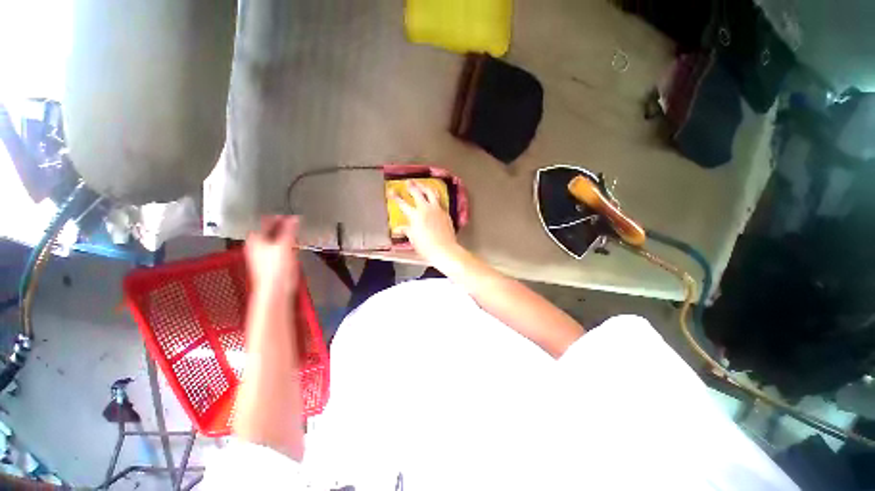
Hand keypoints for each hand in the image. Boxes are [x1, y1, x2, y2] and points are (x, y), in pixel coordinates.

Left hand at [245, 216, 300, 295]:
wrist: (276, 288)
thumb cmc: (275, 266)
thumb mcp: (284, 244)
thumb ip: (290, 229)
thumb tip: (295, 217)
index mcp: (255, 239)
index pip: (265, 222)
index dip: (276, 216)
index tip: (288, 212)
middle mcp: (258, 245)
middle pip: (270, 230)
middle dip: (282, 225)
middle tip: (293, 219)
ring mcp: (266, 253)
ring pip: (276, 238)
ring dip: (286, 234)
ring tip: (295, 228)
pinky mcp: (274, 260)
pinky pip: (281, 247)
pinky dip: (288, 243)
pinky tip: (295, 242)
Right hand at [393, 181, 461, 265]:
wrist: (444, 249)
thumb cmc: (426, 246)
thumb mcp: (413, 239)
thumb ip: (407, 230)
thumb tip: (399, 228)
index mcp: (415, 215)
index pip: (403, 203)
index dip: (396, 197)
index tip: (391, 191)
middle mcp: (426, 209)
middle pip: (418, 193)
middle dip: (412, 186)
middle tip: (408, 182)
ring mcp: (437, 210)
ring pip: (431, 193)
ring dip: (425, 187)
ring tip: (422, 185)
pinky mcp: (445, 213)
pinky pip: (440, 201)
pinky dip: (435, 197)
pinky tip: (434, 197)